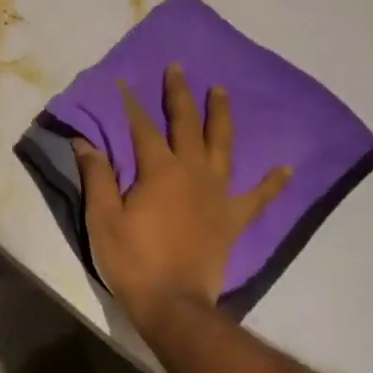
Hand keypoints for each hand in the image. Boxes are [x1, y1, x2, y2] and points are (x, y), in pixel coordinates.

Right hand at [73, 65, 290, 336]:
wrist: (173, 304)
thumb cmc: (133, 260)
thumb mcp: (103, 218)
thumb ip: (97, 176)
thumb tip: (85, 141)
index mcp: (159, 170)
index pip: (142, 128)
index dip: (131, 105)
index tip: (124, 83)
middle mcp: (193, 173)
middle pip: (187, 125)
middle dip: (181, 95)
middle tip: (179, 69)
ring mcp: (218, 195)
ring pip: (223, 146)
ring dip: (221, 117)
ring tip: (221, 91)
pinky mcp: (233, 220)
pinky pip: (258, 197)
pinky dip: (273, 182)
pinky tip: (287, 167)